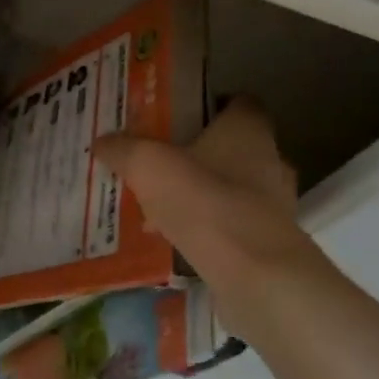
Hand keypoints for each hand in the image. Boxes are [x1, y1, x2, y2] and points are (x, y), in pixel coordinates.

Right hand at [94, 98, 330, 339]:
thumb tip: (102, 142)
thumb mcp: (147, 166)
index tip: (178, 116)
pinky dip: (210, 228)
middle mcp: (271, 160)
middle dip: (200, 153)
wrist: (254, 275)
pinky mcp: (272, 243)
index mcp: (248, 129)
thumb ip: (123, 149)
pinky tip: (176, 239)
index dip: (210, 105)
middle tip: (161, 160)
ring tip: (161, 205)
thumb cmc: (204, 201)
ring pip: (234, 188)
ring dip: (204, 194)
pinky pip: (235, 225)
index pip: (238, 102)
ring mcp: (277, 204)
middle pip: (233, 147)